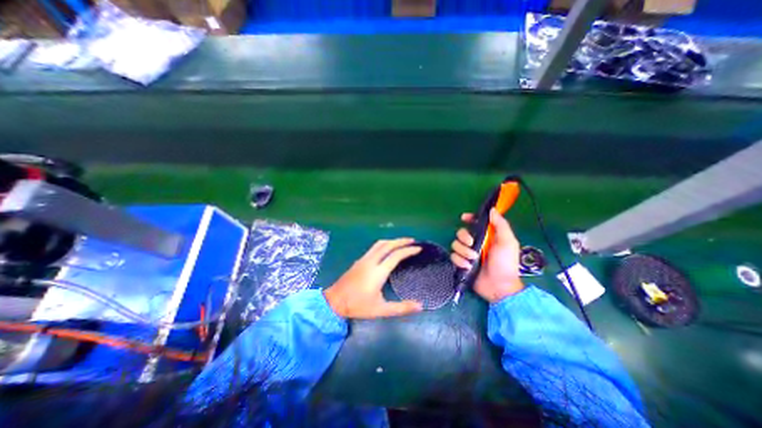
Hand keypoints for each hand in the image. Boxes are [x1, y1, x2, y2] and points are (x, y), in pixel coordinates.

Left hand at [325, 239, 426, 319]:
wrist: (334, 301)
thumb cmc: (358, 306)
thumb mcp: (381, 310)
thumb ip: (401, 308)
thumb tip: (420, 306)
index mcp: (378, 272)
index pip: (396, 256)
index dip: (408, 250)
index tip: (418, 248)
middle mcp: (371, 261)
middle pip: (388, 245)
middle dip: (401, 241)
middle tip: (413, 241)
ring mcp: (364, 259)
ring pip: (379, 244)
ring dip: (392, 241)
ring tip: (402, 242)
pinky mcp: (359, 260)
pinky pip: (374, 247)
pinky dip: (384, 244)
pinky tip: (387, 249)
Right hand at [452, 207, 525, 302]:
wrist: (499, 286)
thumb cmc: (506, 263)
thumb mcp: (508, 242)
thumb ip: (500, 225)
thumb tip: (491, 210)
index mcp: (487, 236)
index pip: (475, 223)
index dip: (469, 218)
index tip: (464, 218)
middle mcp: (475, 243)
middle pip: (461, 232)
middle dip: (464, 237)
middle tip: (471, 243)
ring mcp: (467, 253)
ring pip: (455, 244)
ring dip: (463, 251)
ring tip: (473, 259)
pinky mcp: (462, 263)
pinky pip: (453, 257)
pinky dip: (459, 261)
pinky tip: (467, 266)